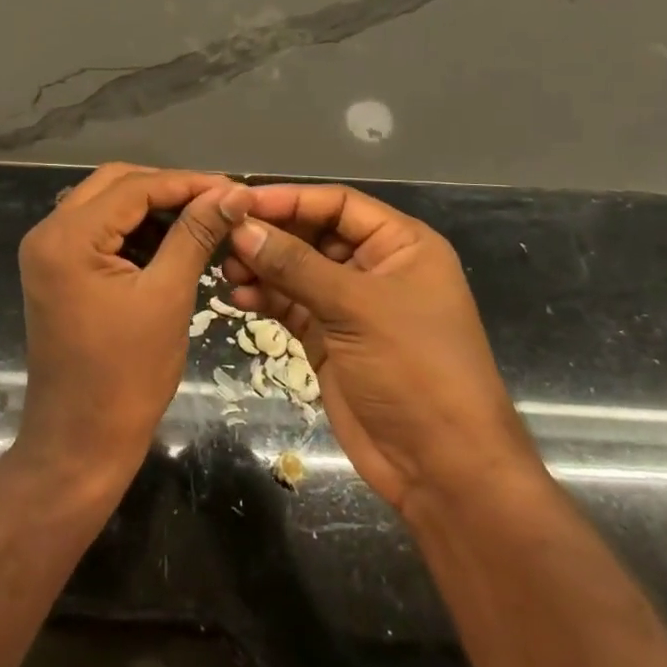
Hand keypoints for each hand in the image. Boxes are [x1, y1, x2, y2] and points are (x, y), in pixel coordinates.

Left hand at [14, 163, 249, 490]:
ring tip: (203, 219)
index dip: (188, 182)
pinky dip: (135, 231)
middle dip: (169, 189)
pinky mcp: (58, 271)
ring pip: (107, 205)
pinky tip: (172, 241)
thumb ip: (196, 234)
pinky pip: (99, 232)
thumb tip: (234, 193)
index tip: (235, 189)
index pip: (134, 186)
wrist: (80, 442)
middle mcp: (48, 232)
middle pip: (115, 185)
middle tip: (219, 203)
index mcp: (67, 236)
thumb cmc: (127, 375)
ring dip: (152, 208)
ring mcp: (48, 252)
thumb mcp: (168, 296)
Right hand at [222, 184, 535, 514]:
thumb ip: (295, 265)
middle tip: (224, 238)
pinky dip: (266, 299)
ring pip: (297, 270)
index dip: (290, 198)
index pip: (338, 204)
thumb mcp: (356, 308)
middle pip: (313, 234)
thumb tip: (242, 228)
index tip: (240, 201)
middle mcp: (376, 267)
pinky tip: (238, 299)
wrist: (442, 468)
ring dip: (263, 267)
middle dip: (271, 235)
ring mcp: (351, 306)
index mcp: (401, 245)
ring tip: (227, 272)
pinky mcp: (330, 339)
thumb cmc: (414, 370)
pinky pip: (291, 305)